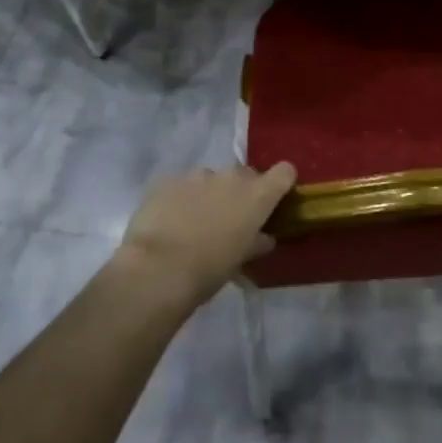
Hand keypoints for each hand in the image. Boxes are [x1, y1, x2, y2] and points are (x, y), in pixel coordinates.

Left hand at [112, 163, 296, 306]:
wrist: (157, 269)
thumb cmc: (209, 270)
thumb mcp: (241, 260)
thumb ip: (256, 242)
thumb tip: (264, 238)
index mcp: (257, 195)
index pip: (284, 172)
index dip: (281, 182)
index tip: (274, 198)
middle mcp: (231, 177)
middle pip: (245, 175)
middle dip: (240, 192)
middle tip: (229, 218)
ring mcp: (197, 175)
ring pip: (210, 179)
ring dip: (208, 194)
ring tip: (193, 221)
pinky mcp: (168, 179)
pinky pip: (181, 185)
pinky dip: (180, 198)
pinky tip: (170, 220)